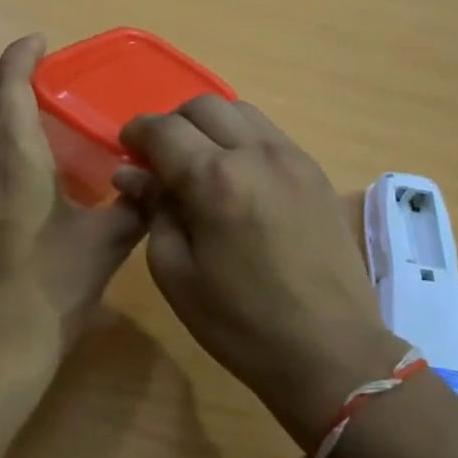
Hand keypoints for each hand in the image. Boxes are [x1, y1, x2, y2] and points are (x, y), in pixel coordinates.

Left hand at [0, 35, 145, 386]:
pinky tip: (17, 163)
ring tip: (34, 115)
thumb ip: (133, 206)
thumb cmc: (49, 290)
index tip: (41, 41)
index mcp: (12, 157)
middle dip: (9, 77)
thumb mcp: (104, 246)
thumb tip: (154, 183)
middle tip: (47, 80)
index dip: (21, 55)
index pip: (6, 84)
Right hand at [116, 98, 401, 447]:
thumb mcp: (177, 274)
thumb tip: (132, 173)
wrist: (332, 352)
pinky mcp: (316, 172)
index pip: (163, 129)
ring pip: (240, 111)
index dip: (136, 132)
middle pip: (203, 106)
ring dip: (210, 125)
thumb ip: (153, 212)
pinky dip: (242, 138)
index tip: (126, 149)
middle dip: (172, 123)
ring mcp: (293, 158)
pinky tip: (238, 176)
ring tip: (200, 162)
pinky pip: (270, 133)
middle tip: (161, 158)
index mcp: (214, 180)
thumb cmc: (241, 324)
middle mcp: (255, 153)